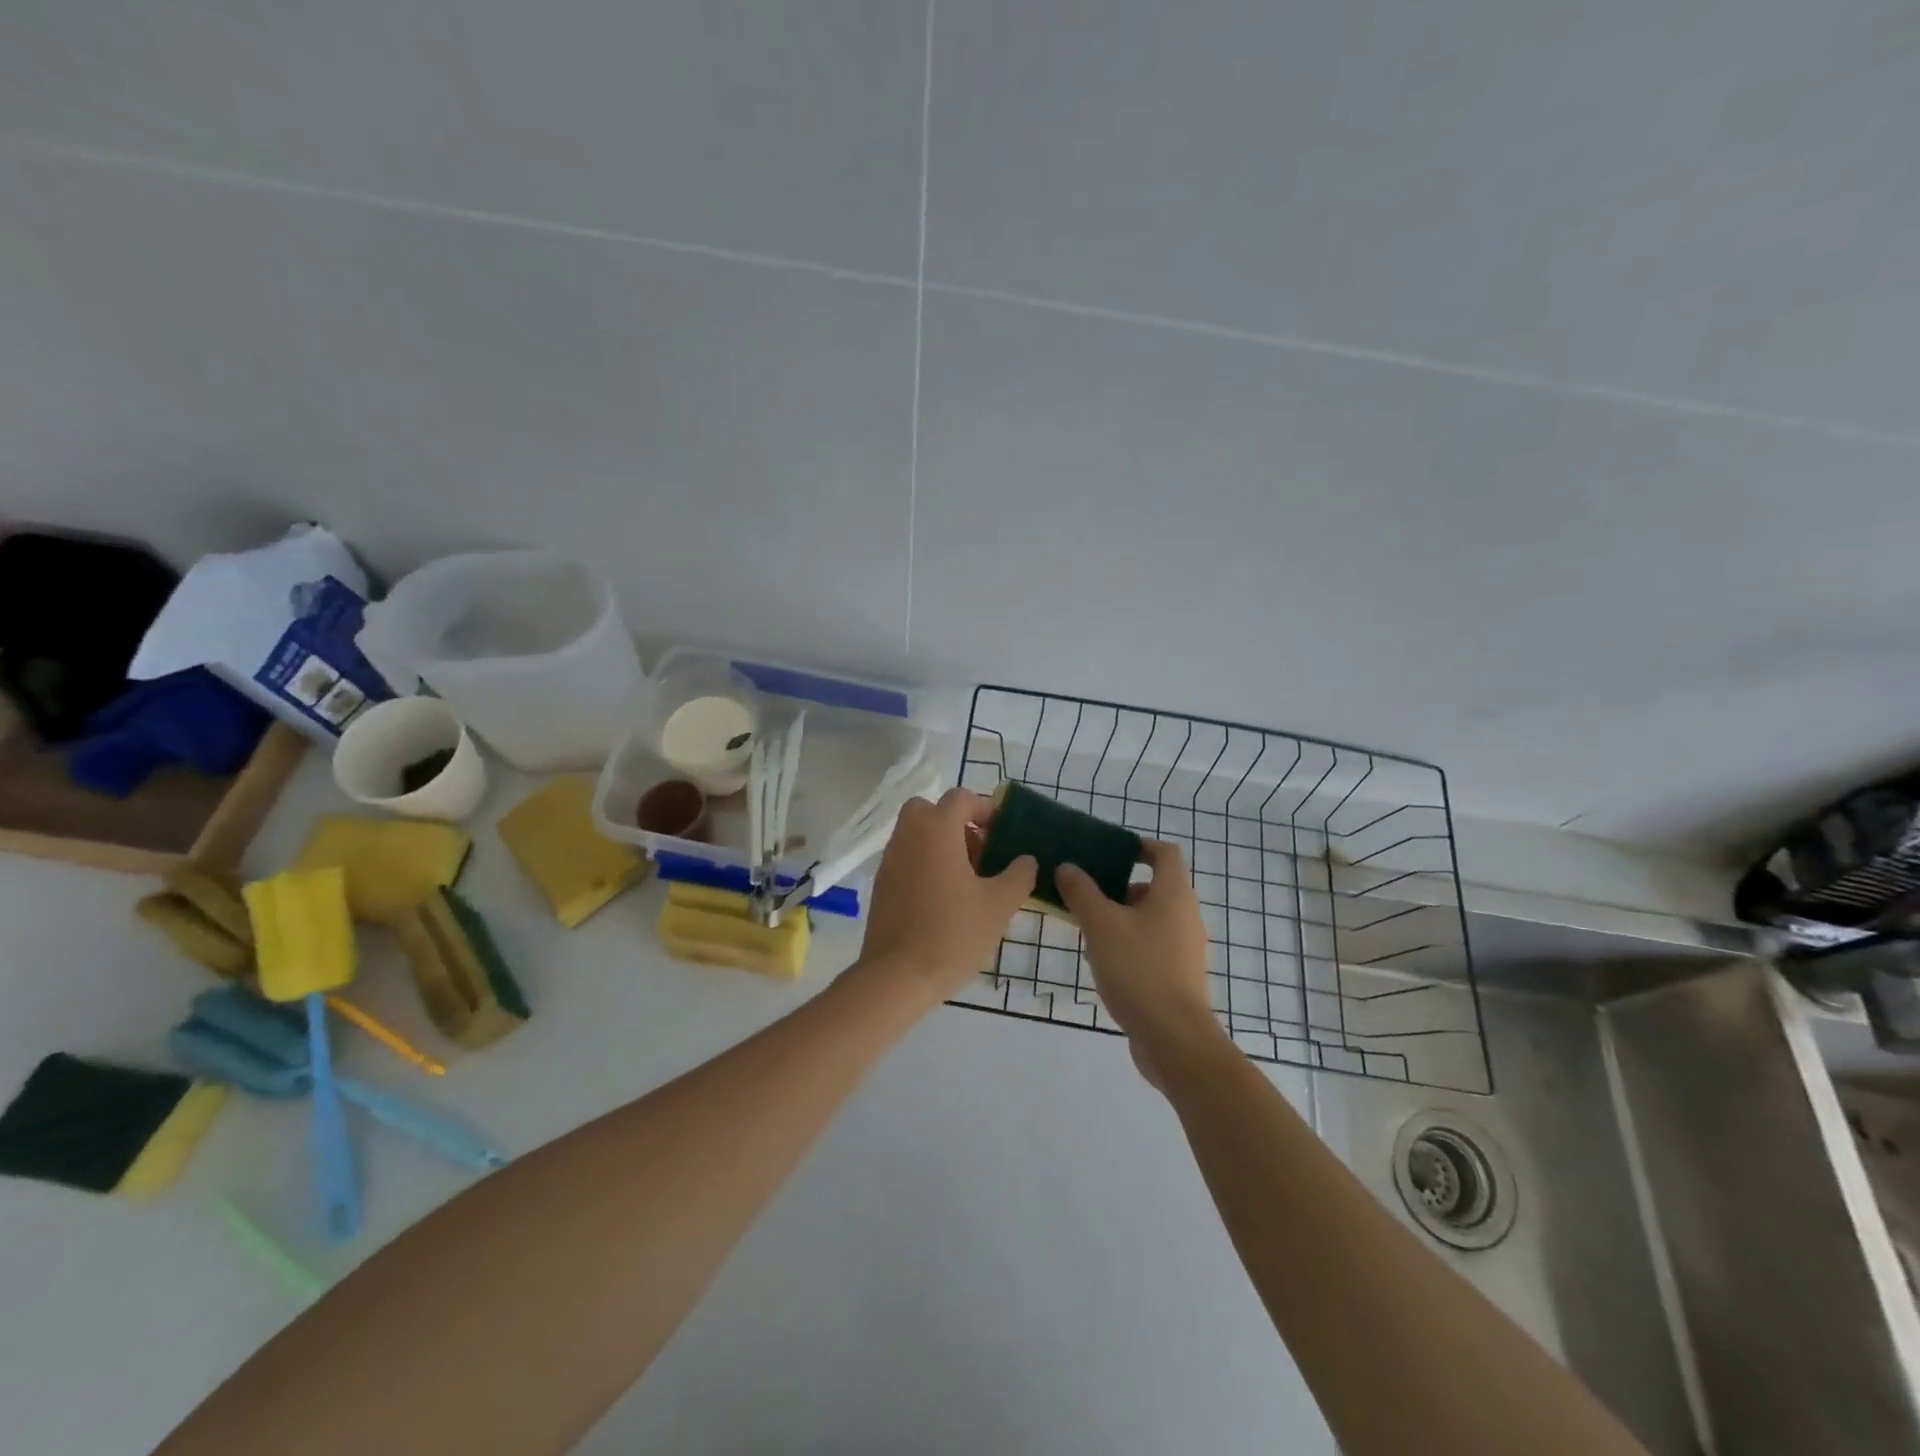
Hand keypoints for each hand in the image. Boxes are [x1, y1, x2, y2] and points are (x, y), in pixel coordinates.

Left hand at [855, 788, 1035, 1010]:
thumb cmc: (953, 934)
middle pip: (931, 810)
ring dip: (942, 844)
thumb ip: (1019, 874)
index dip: (985, 810)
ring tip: (969, 881)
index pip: (961, 799)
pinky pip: (907, 858)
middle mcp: (908, 836)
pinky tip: (946, 900)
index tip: (1004, 835)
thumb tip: (1026, 859)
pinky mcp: (882, 885)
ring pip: (917, 834)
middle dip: (957, 823)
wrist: (897, 977)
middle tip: (981, 852)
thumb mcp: (999, 905)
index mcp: (936, 830)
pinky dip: (926, 864)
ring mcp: (890, 860)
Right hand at [1057, 841, 1227, 1083]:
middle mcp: (1185, 915)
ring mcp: (1185, 948)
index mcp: (1173, 894)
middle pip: (1154, 886)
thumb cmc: (1139, 969)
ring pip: (1151, 918)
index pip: (1164, 853)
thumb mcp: (1101, 925)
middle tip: (1086, 892)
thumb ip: (1081, 892)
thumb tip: (1068, 867)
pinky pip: (1153, 945)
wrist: (1174, 1038)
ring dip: (1121, 917)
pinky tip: (1104, 961)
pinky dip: (1130, 943)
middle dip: (1119, 886)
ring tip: (1088, 928)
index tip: (1109, 852)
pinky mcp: (1179, 975)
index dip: (1139, 846)